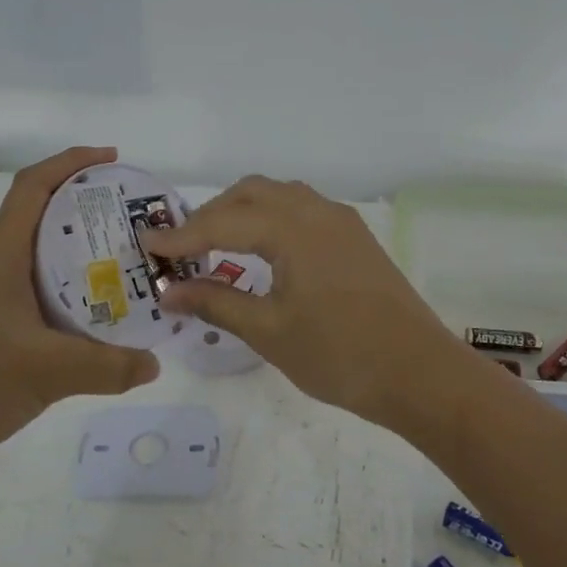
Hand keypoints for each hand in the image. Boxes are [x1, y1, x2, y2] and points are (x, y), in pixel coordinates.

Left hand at [0, 147, 159, 481]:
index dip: (70, 162)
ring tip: (132, 265)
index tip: (112, 160)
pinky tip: (104, 321)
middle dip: (90, 208)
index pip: (33, 187)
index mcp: (3, 257)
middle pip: (46, 218)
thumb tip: (154, 363)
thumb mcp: (44, 371)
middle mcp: (0, 269)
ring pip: (48, 262)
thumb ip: (106, 367)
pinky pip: (47, 300)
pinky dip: (77, 298)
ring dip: (86, 255)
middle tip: (137, 220)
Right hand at [139, 176, 468, 431]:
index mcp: (293, 229)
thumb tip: (169, 291)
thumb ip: (216, 303)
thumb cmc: (340, 355)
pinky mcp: (355, 237)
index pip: (222, 222)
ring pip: (279, 196)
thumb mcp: (269, 331)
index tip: (147, 247)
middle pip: (251, 193)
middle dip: (211, 215)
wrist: (419, 373)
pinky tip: (263, 251)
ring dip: (243, 211)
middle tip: (182, 248)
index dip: (181, 236)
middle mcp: (316, 211)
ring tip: (217, 246)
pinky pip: (302, 209)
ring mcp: (340, 221)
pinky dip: (271, 219)